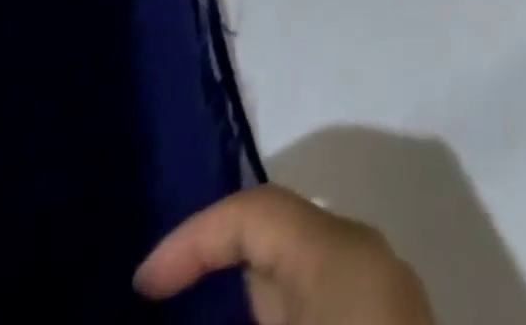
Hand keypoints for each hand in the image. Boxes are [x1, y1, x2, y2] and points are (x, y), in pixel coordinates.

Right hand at [136, 186, 435, 324]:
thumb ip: (230, 317)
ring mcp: (384, 300)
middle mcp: (366, 260)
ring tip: (196, 318)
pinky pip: (321, 308)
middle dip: (217, 268)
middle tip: (160, 306)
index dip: (193, 239)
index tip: (140, 287)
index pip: (257, 211)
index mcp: (340, 252)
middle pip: (279, 240)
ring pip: (298, 281)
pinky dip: (279, 318)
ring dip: (247, 302)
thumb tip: (174, 313)